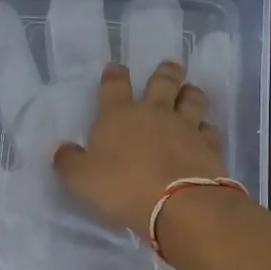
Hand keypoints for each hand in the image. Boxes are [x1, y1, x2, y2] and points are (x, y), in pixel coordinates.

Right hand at [53, 60, 227, 234]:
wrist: (179, 205)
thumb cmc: (123, 188)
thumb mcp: (81, 179)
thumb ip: (69, 162)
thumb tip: (61, 149)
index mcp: (119, 115)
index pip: (114, 86)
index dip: (114, 75)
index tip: (116, 68)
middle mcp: (155, 113)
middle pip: (162, 82)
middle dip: (165, 72)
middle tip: (170, 64)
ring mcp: (186, 127)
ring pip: (192, 100)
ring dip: (190, 93)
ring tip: (189, 90)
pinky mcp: (209, 147)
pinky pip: (209, 129)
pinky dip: (206, 128)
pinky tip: (205, 130)